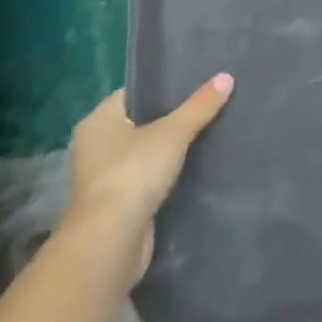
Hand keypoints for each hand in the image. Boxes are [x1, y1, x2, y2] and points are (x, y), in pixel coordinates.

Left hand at [67, 75, 232, 278]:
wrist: (111, 244)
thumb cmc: (133, 174)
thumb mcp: (174, 132)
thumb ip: (200, 105)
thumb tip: (227, 77)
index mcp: (98, 122)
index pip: (134, 93)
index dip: (162, 85)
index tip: (194, 80)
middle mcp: (94, 148)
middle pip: (140, 123)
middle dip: (170, 117)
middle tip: (206, 103)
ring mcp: (103, 180)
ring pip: (144, 153)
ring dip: (168, 149)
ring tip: (207, 131)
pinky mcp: (115, 207)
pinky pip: (146, 179)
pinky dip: (165, 175)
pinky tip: (194, 165)